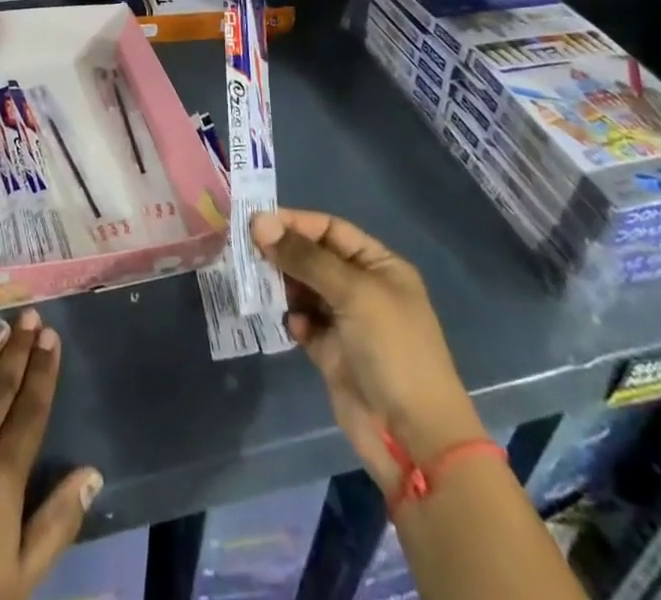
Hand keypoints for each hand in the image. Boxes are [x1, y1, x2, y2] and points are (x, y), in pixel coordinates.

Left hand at [0, 309, 102, 599]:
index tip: (52, 337)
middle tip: (30, 315)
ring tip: (1, 327)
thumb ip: (56, 522)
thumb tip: (91, 472)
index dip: (43, 370)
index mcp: (3, 472)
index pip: (31, 408)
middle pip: (0, 385)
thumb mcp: (18, 578)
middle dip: (19, 348)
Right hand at [252, 208, 485, 491]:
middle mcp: (362, 288)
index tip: (257, 223)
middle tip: (247, 251)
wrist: (413, 438)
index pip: (330, 229)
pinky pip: (302, 322)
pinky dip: (292, 318)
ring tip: (257, 283)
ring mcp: (346, 321)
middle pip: (313, 257)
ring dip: (281, 284)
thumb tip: (258, 222)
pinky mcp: (330, 352)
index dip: (295, 223)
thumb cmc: (393, 350)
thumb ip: (305, 257)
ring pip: (303, 289)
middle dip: (283, 253)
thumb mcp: (353, 292)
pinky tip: (290, 325)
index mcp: (379, 266)